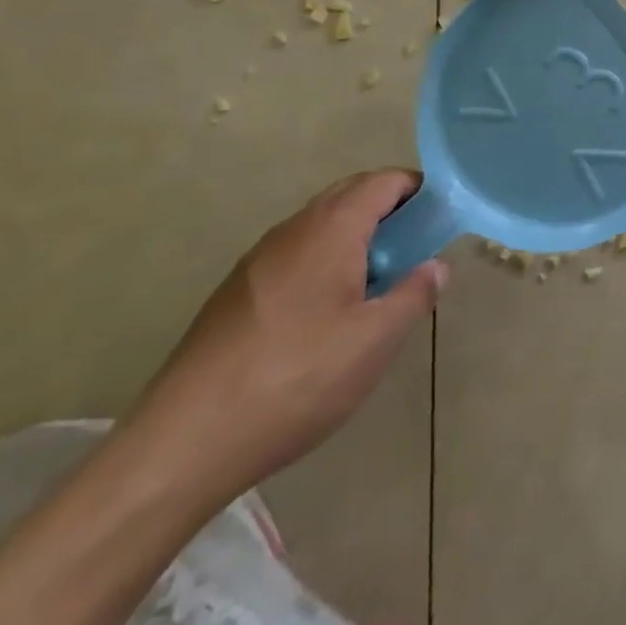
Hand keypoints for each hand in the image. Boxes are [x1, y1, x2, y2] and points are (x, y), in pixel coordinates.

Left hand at [124, 170, 444, 505]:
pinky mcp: (236, 292)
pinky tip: (328, 314)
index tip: (441, 216)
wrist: (184, 442)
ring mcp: (258, 260)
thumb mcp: (374, 341)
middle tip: (415, 249)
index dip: (417, 189)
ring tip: (377, 284)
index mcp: (330, 230)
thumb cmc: (296, 379)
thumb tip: (436, 266)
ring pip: (320, 226)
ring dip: (356, 236)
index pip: (382, 182)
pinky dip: (326, 260)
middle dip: (388, 209)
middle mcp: (292, 231)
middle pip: (349, 195)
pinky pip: (295, 253)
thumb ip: (414, 295)